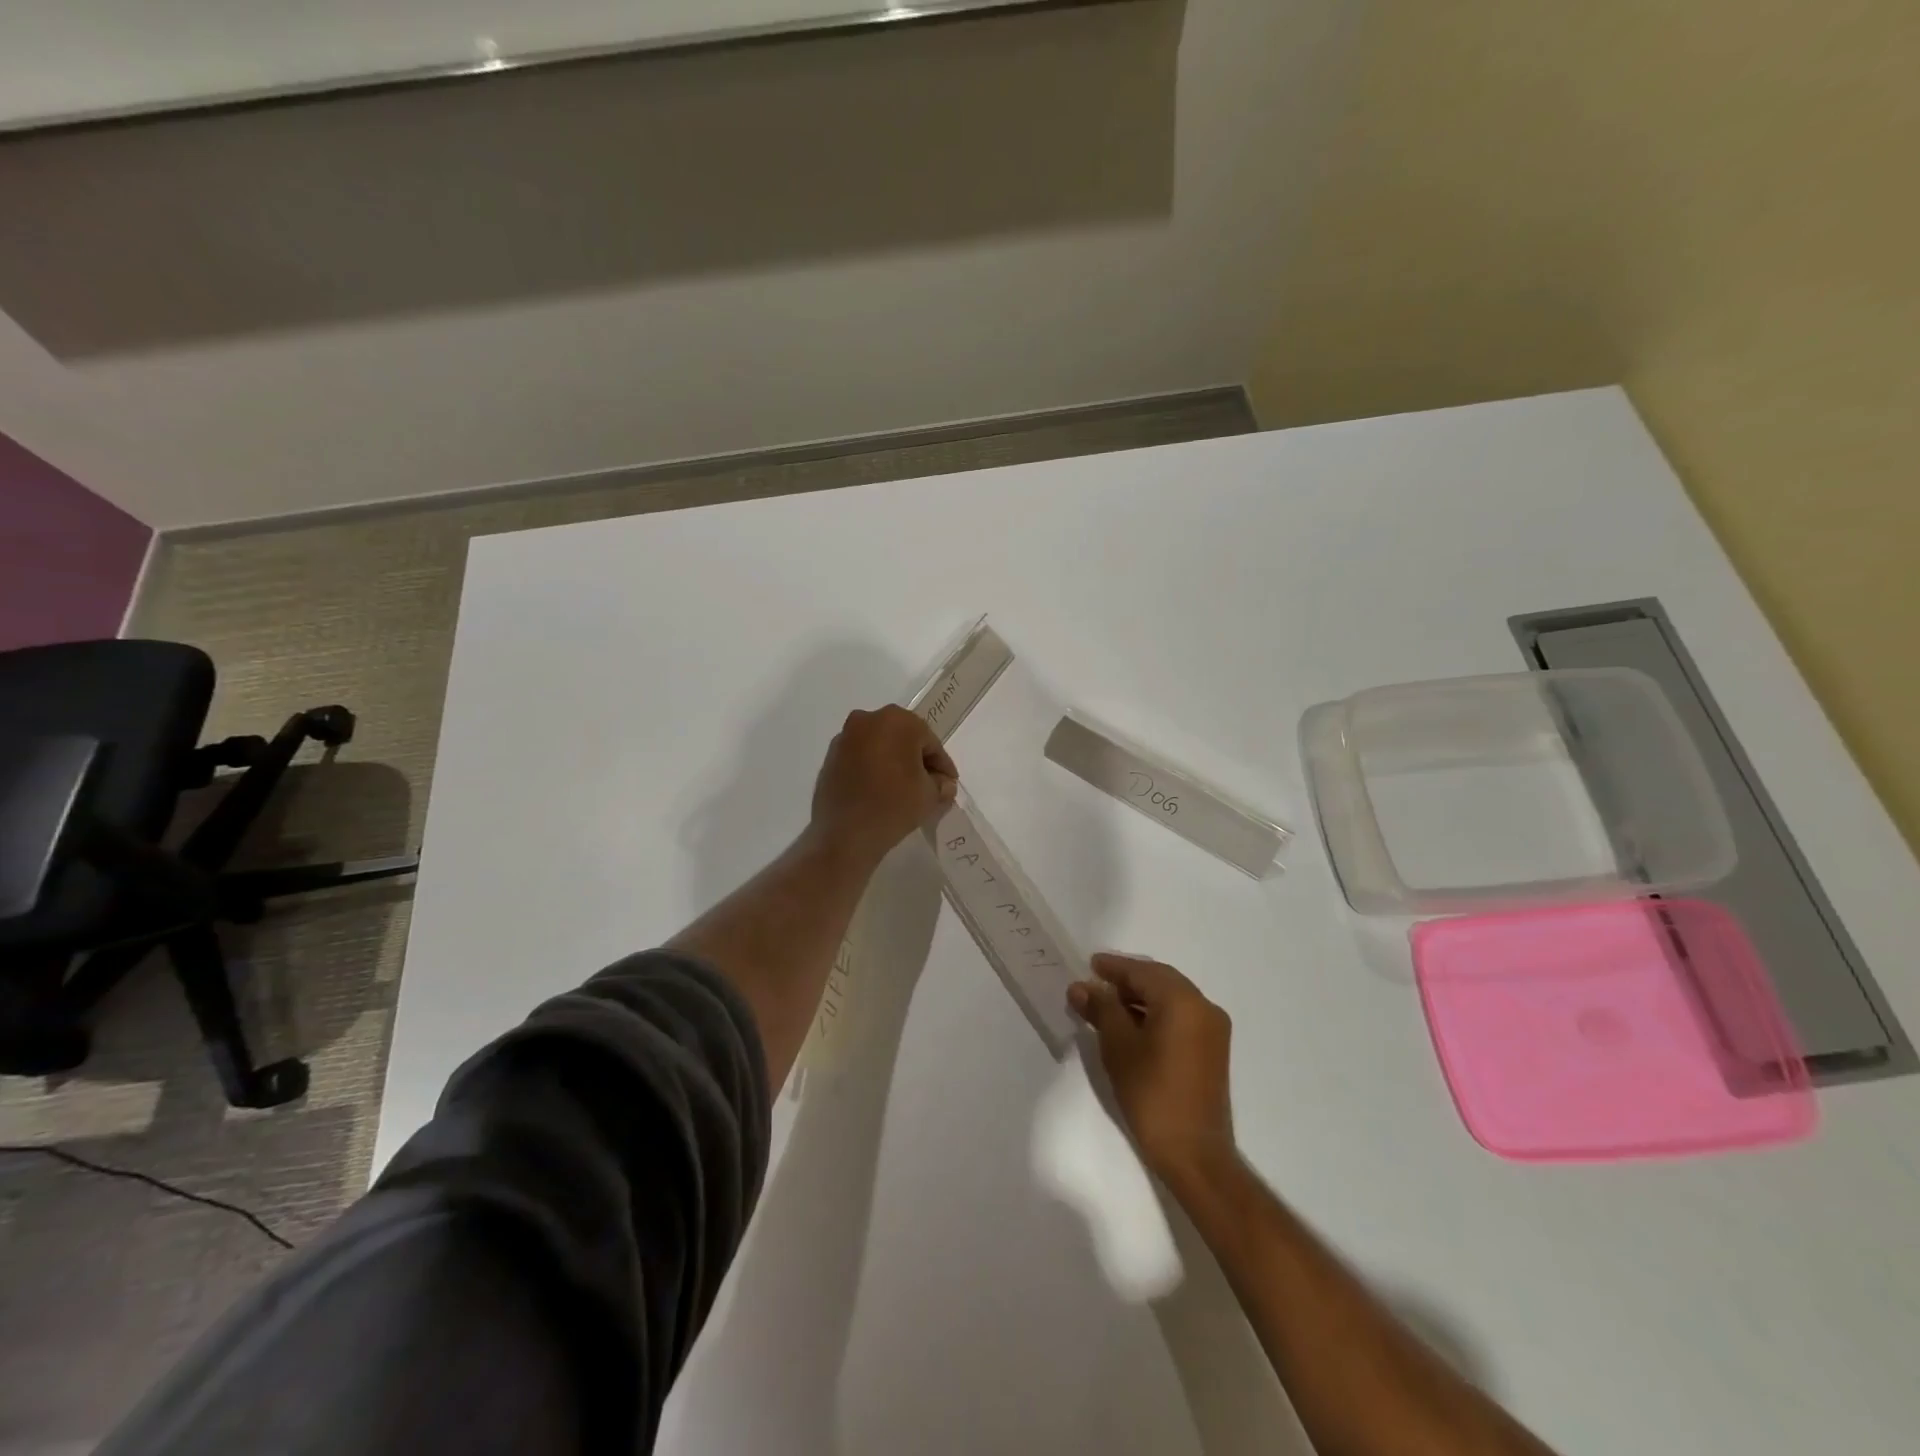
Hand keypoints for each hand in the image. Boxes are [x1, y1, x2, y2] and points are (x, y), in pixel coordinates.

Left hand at [810, 705, 958, 867]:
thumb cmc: (894, 806)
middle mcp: (868, 719)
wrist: (845, 834)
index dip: (942, 765)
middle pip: (903, 739)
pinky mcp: (830, 757)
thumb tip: (942, 783)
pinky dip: (872, 769)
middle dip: (917, 760)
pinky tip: (879, 791)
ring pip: (879, 746)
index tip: (948, 784)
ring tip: (902, 789)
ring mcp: (845, 737)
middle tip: (928, 785)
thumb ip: (941, 784)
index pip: (930, 742)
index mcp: (897, 720)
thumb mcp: (931, 796)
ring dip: (893, 763)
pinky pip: (860, 758)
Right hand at [1069, 954, 1235, 1183]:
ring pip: (1171, 998)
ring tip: (1107, 1003)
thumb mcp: (1118, 1046)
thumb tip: (1081, 987)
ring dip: (1141, 996)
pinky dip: (1156, 1012)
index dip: (1114, 967)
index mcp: (1183, 1001)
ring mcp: (1213, 1029)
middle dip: (1127, 979)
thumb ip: (1101, 1009)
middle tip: (1096, 982)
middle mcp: (1204, 1007)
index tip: (1089, 964)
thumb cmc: (1152, 1093)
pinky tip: (1132, 1024)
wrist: (1194, 1153)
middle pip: (1160, 980)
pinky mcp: (1212, 1049)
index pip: (1143, 972)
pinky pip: (1180, 1016)